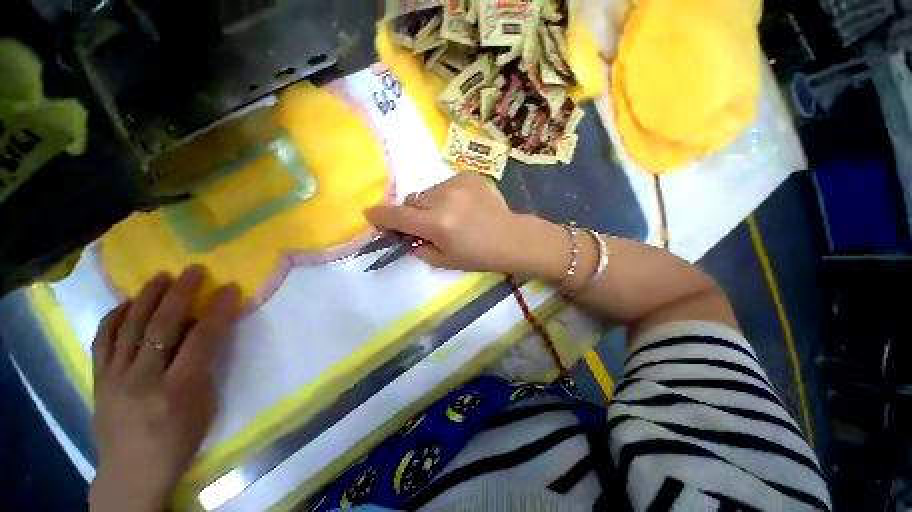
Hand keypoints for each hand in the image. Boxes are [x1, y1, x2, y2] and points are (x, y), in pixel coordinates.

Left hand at [89, 266, 240, 511]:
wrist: (132, 471)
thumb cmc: (179, 441)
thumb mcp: (204, 407)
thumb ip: (204, 369)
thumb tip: (205, 335)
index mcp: (178, 389)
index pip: (202, 339)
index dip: (218, 311)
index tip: (230, 288)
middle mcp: (144, 378)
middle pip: (161, 326)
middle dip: (181, 294)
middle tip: (193, 271)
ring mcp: (116, 376)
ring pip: (130, 327)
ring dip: (147, 297)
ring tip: (161, 277)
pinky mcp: (99, 378)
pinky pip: (103, 340)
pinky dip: (114, 317)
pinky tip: (125, 303)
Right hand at [365, 173, 547, 273]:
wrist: (511, 238)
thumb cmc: (479, 256)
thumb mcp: (444, 261)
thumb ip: (418, 248)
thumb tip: (403, 236)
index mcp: (438, 224)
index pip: (398, 216)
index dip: (381, 216)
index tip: (370, 214)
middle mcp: (444, 199)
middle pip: (411, 201)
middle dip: (413, 213)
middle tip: (427, 225)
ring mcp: (458, 184)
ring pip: (427, 192)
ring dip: (430, 204)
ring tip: (450, 215)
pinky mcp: (469, 175)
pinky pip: (445, 185)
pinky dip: (446, 196)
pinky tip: (462, 206)